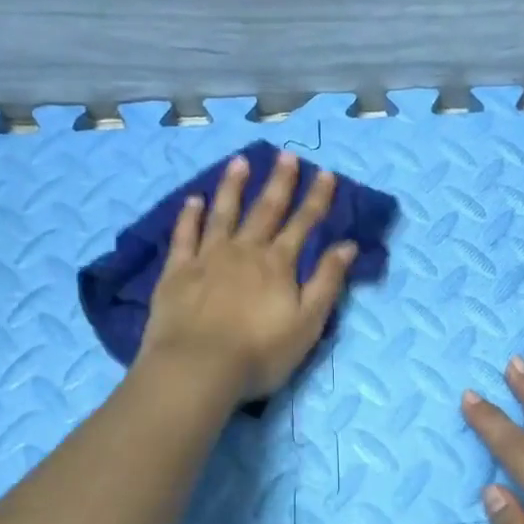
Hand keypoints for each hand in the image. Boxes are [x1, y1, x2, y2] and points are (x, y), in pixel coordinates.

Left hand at [138, 149, 357, 402]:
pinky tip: (194, 200)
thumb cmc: (260, 353)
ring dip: (234, 187)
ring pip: (224, 213)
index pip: (303, 224)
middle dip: (279, 182)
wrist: (197, 368)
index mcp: (278, 265)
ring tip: (241, 162)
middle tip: (287, 156)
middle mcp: (244, 251)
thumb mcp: (307, 323)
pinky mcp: (177, 271)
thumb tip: (347, 246)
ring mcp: (207, 258)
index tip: (326, 174)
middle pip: (265, 210)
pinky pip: (184, 235)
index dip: (317, 199)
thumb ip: (327, 283)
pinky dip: (190, 216)